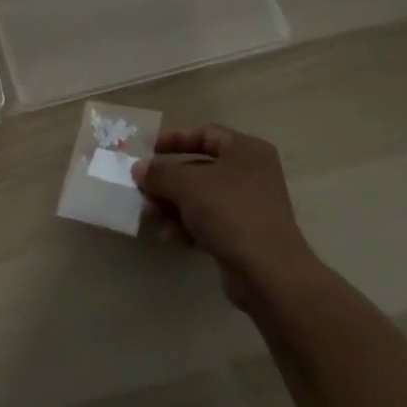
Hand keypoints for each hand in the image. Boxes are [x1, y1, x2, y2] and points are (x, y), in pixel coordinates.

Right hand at [135, 124, 318, 300]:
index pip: (205, 134)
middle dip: (167, 180)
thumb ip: (159, 173)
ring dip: (171, 205)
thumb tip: (139, 168)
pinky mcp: (242, 235)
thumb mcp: (187, 185)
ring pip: (198, 198)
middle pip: (198, 168)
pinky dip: (186, 226)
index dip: (174, 139)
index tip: (147, 150)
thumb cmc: (230, 212)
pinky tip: (170, 237)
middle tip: (141, 189)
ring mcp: (247, 206)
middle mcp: (250, 173)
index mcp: (246, 151)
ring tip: (150, 216)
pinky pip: (206, 222)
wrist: (268, 272)